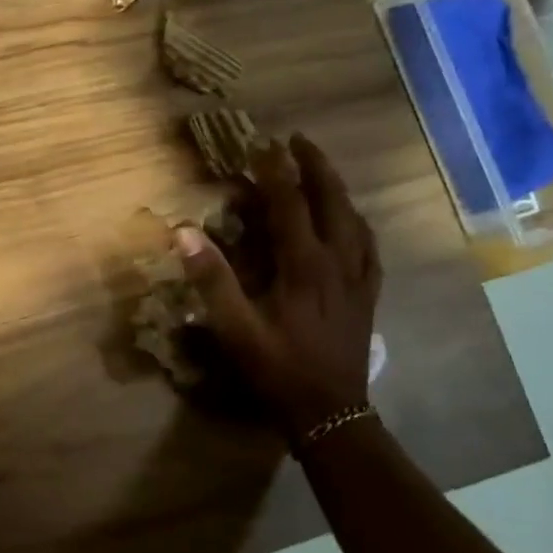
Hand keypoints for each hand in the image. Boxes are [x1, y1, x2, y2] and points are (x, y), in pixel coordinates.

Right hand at [174, 133, 380, 435]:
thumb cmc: (277, 368)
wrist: (330, 412)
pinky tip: (351, 223)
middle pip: (333, 202)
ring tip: (321, 172)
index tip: (262, 144)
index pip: (290, 205)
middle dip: (316, 167)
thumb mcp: (235, 327)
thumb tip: (183, 231)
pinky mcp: (367, 295)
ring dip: (337, 189)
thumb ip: (211, 278)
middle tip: (298, 140)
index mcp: (304, 266)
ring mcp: (358, 279)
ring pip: (355, 220)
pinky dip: (357, 223)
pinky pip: (369, 246)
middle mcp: (338, 263)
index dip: (276, 171)